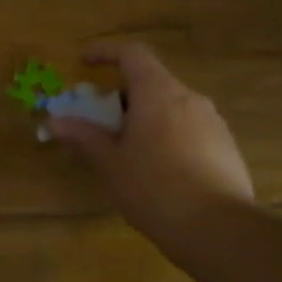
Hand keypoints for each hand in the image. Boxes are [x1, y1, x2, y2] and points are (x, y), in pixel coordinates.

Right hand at [46, 42, 253, 243]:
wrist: (219, 229)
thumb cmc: (153, 188)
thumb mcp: (110, 163)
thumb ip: (84, 136)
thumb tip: (55, 121)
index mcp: (157, 92)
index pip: (132, 53)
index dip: (105, 52)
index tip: (84, 63)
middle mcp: (189, 97)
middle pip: (152, 82)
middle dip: (123, 97)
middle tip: (103, 123)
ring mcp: (213, 121)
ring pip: (172, 107)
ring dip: (147, 118)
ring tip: (131, 152)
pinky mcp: (227, 146)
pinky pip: (190, 129)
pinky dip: (169, 137)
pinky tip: (161, 172)